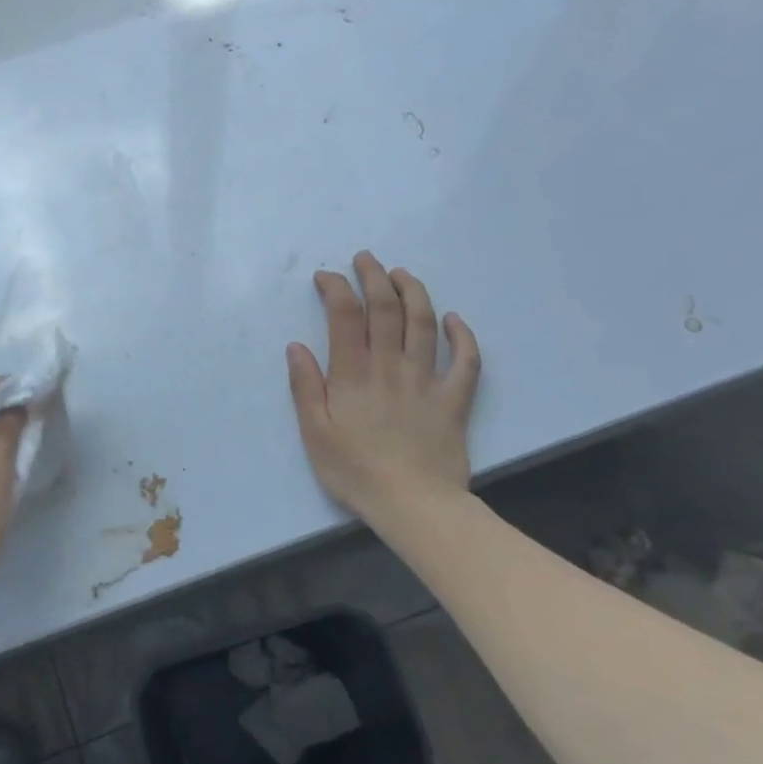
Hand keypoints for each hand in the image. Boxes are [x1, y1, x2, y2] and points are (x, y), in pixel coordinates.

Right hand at [286, 251, 481, 527]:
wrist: (414, 505)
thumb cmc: (355, 471)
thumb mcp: (314, 433)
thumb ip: (305, 387)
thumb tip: (296, 346)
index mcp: (353, 374)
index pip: (345, 315)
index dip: (336, 288)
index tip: (326, 277)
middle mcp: (390, 366)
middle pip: (386, 309)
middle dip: (375, 277)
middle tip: (366, 259)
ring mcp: (426, 380)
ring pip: (424, 324)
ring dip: (414, 292)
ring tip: (402, 273)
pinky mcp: (454, 400)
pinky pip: (466, 361)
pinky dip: (462, 336)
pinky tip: (455, 319)